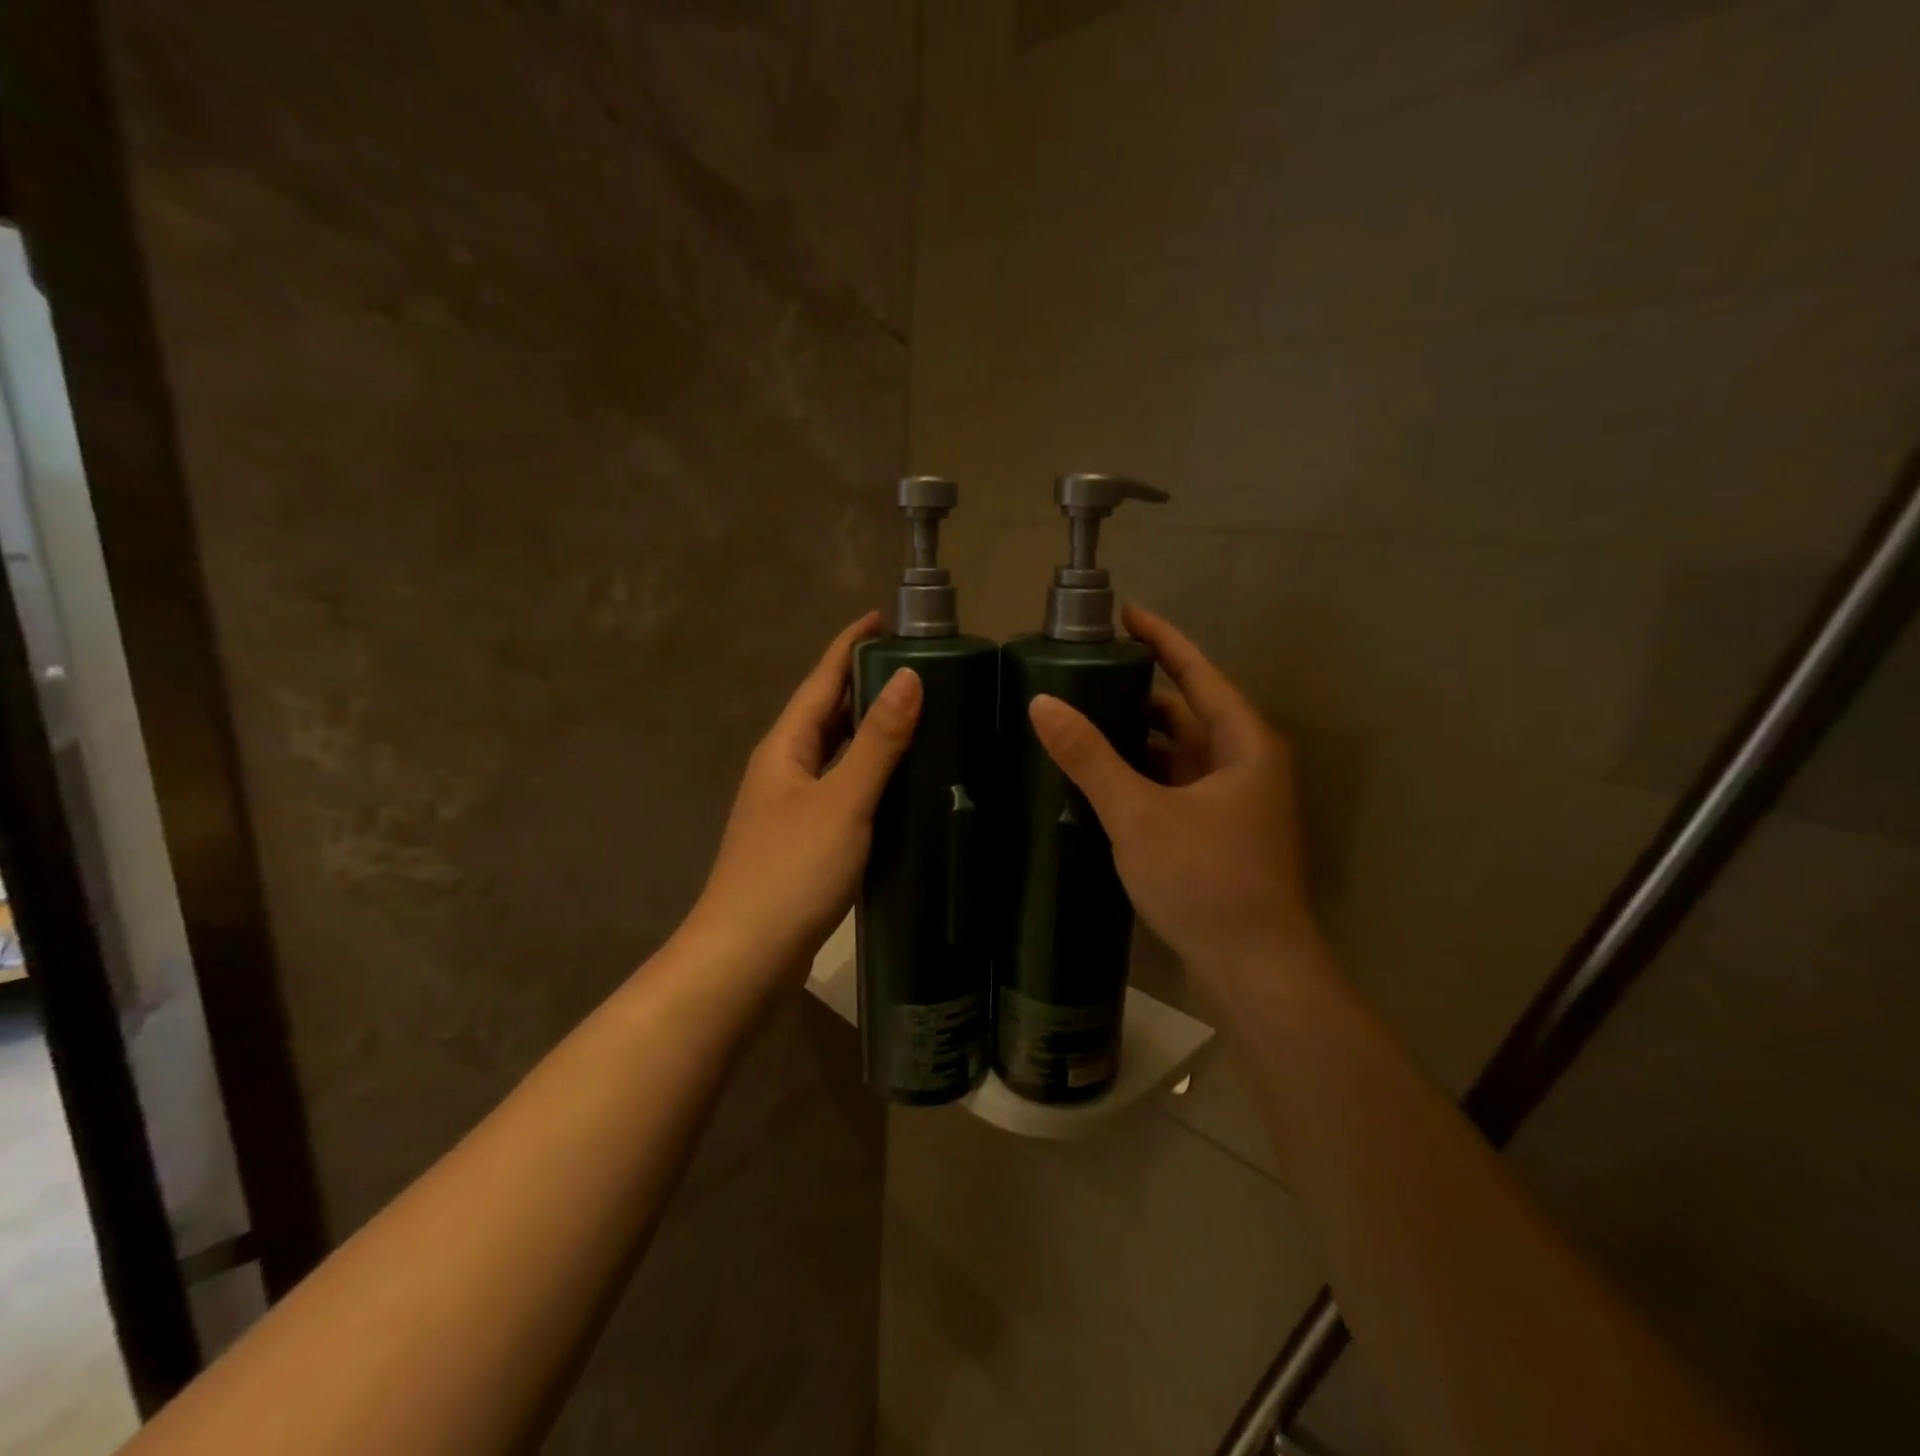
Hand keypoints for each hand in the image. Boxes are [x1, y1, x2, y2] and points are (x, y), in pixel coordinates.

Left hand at [686, 613, 921, 975]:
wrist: (746, 958)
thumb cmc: (790, 872)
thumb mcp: (842, 801)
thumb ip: (877, 741)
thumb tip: (910, 676)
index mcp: (786, 747)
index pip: (821, 679)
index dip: (851, 645)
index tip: (885, 617)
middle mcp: (784, 768)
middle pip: (826, 712)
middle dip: (865, 683)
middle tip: (919, 665)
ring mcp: (792, 806)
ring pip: (835, 752)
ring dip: (869, 729)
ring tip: (919, 714)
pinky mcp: (804, 839)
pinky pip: (842, 788)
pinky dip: (869, 773)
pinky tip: (899, 783)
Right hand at [1027, 605, 1317, 990]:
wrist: (1256, 972)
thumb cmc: (1208, 882)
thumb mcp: (1140, 815)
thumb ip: (1091, 758)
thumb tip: (1042, 702)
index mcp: (1243, 745)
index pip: (1198, 673)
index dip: (1162, 639)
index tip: (1124, 614)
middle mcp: (1245, 765)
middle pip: (1187, 713)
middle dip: (1140, 692)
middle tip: (1084, 677)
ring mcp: (1234, 804)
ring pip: (1180, 754)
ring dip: (1137, 739)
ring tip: (1082, 723)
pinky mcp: (1219, 835)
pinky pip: (1175, 787)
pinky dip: (1143, 776)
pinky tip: (1103, 780)